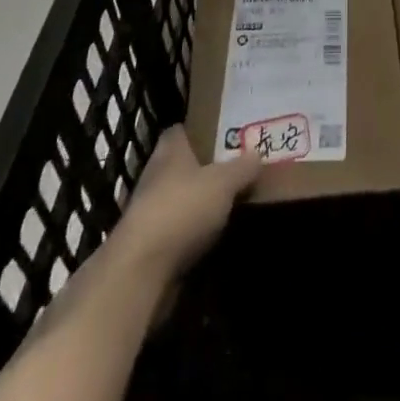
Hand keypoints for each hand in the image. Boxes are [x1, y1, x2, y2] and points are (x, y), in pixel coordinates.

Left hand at [113, 128, 260, 282]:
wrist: (142, 270)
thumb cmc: (182, 209)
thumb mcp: (223, 182)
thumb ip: (241, 168)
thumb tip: (257, 153)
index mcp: (169, 151)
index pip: (179, 131)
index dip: (197, 131)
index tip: (219, 134)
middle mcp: (155, 176)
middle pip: (179, 165)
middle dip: (202, 169)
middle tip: (233, 169)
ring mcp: (148, 213)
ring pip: (178, 199)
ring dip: (196, 203)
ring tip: (228, 204)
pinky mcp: (148, 247)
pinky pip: (176, 231)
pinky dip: (191, 234)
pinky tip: (213, 238)